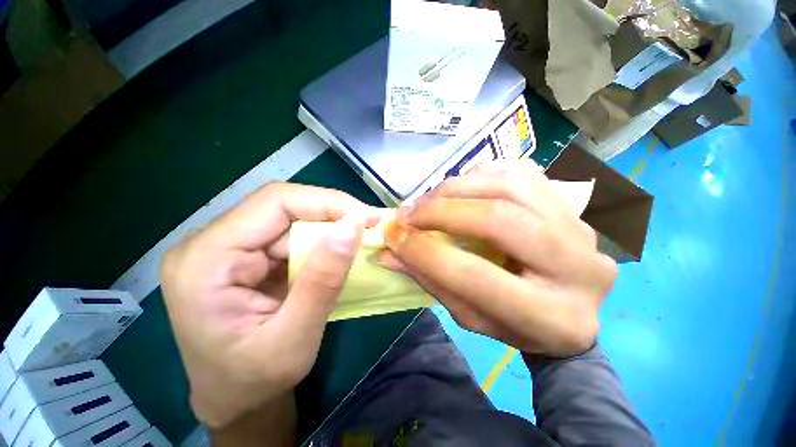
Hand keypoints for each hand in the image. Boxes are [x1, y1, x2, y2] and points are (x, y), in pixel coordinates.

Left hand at [159, 182, 378, 428]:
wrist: (234, 398)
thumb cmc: (254, 382)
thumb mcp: (294, 340)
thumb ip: (323, 281)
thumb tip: (353, 227)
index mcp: (204, 262)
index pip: (273, 203)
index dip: (326, 202)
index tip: (366, 216)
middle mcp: (209, 244)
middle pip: (282, 205)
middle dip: (333, 211)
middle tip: (371, 222)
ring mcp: (228, 246)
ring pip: (290, 216)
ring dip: (330, 223)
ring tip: (363, 232)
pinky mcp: (247, 253)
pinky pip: (291, 232)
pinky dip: (322, 236)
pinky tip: (341, 245)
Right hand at [380, 161, 616, 355]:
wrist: (570, 309)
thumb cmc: (516, 325)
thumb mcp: (471, 316)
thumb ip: (431, 281)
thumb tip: (389, 251)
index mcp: (550, 316)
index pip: (473, 275)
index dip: (424, 251)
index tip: (391, 235)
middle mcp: (576, 266)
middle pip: (497, 219)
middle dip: (441, 211)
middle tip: (408, 214)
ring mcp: (580, 226)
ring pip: (509, 184)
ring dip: (456, 187)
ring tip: (429, 201)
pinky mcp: (571, 203)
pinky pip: (519, 172)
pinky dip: (479, 176)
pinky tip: (460, 189)